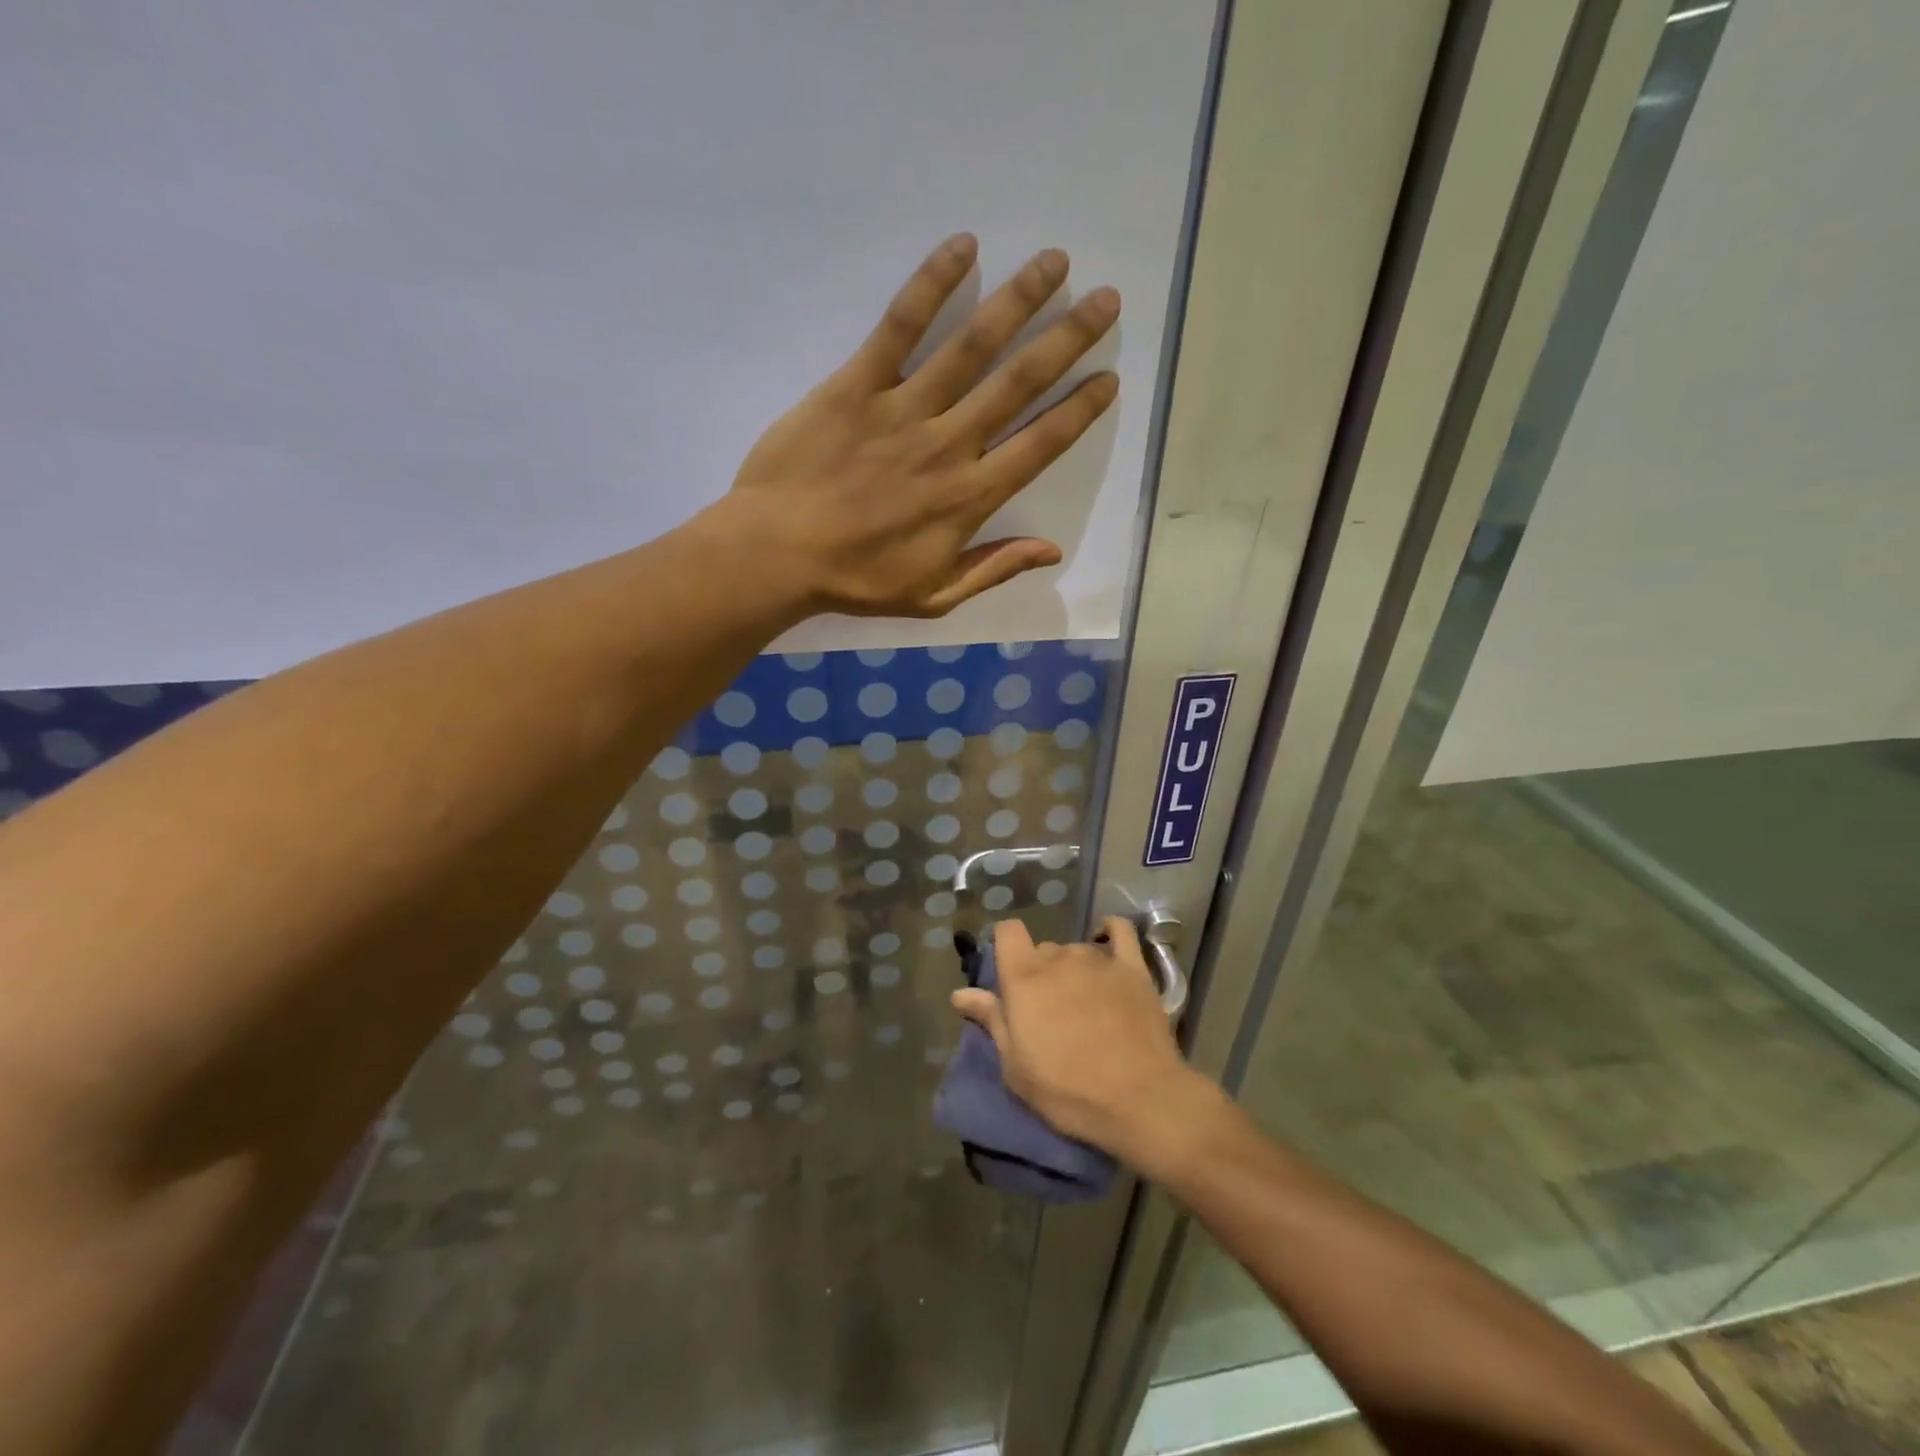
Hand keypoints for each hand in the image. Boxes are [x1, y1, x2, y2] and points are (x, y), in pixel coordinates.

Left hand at [722, 233, 1119, 617]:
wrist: (778, 554)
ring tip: (1054, 262)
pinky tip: (963, 247)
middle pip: (1019, 383)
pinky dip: (931, 285)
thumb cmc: (857, 580)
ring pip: (971, 346)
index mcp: (970, 497)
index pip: (1040, 444)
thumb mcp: (934, 596)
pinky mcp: (857, 385)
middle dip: (1068, 339)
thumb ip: (993, 568)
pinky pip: (899, 327)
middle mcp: (949, 444)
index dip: (1079, 410)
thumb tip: (1051, 550)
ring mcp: (903, 409)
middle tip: (1105, 299)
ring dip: (1018, 300)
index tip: (1109, 377)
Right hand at [952, 917, 1218, 1167]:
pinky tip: (1107, 942)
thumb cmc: (1068, 1090)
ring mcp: (1098, 960)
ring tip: (1084, 1002)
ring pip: (1076, 949)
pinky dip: (1110, 932)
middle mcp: (1058, 958)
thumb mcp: (1016, 1067)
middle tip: (1049, 1011)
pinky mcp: (1133, 967)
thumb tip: (959, 994)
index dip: (1006, 946)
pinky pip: (1120, 931)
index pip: (1008, 932)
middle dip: (1041, 972)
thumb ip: (991, 1021)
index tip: (1009, 974)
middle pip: (1043, 948)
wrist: (1138, 1099)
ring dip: (1073, 968)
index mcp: (1024, 978)